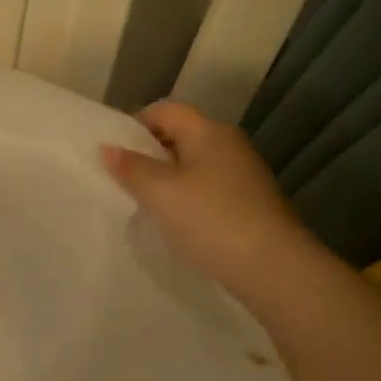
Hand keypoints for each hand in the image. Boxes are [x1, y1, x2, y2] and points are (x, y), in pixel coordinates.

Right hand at [102, 101, 310, 290]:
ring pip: (194, 165)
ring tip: (146, 204)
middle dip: (149, 155)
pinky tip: (177, 223)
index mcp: (208, 131)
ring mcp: (244, 175)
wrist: (273, 269)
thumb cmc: (210, 220)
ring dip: (168, 180)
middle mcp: (229, 144)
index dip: (134, 125)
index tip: (114, 154)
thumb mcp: (160, 193)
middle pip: (180, 136)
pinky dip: (188, 199)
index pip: (164, 111)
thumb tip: (107, 148)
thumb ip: (131, 168)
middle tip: (123, 180)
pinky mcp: (251, 203)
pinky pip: (209, 190)